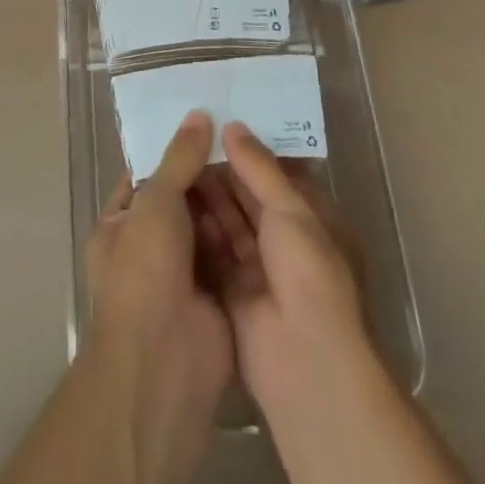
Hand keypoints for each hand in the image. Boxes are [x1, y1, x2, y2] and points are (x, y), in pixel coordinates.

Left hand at [83, 110, 233, 483]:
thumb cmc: (145, 271)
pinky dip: (247, 234)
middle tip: (244, 135)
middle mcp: (149, 249)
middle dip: (208, 175)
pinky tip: (273, 200)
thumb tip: (199, 114)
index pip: (146, 177)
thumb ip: (179, 158)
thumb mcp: (156, 202)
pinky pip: (232, 255)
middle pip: (182, 201)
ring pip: (210, 227)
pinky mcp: (217, 297)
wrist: (165, 363)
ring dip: (231, 201)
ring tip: (264, 158)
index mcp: (120, 226)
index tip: (207, 122)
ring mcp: (184, 276)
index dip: (173, 151)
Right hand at [190, 120, 372, 414]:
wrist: (304, 358)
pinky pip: (213, 253)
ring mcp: (260, 269)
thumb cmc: (308, 271)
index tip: (219, 125)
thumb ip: (258, 167)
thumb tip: (233, 126)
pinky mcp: (233, 292)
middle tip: (188, 140)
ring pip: (229, 223)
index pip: (277, 177)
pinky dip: (197, 231)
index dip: (251, 152)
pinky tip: (173, 203)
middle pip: (250, 198)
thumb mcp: (289, 208)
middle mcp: (286, 242)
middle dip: (223, 173)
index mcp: (311, 219)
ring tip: (175, 163)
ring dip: (207, 198)